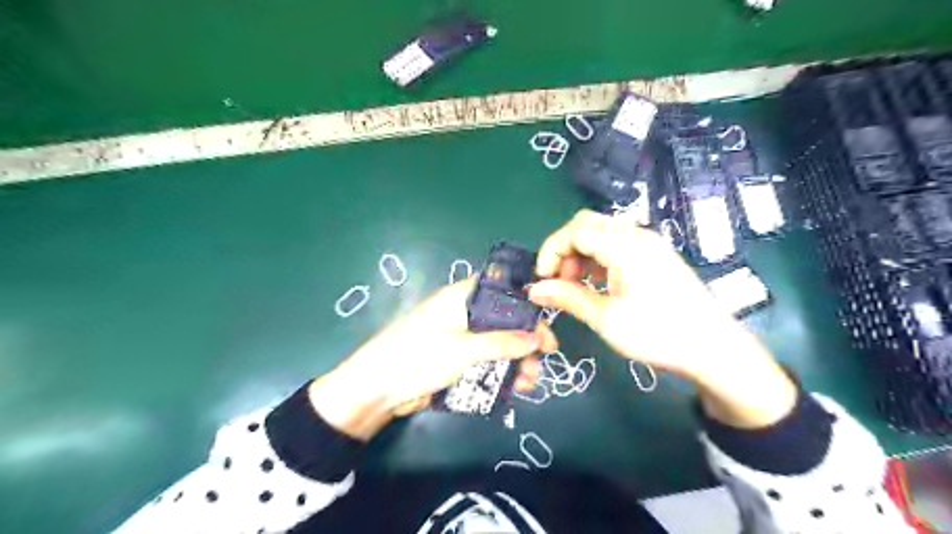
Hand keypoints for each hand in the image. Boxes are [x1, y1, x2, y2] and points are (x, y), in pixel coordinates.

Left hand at [304, 280, 559, 437]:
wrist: (376, 390)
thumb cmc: (418, 356)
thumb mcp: (462, 348)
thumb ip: (502, 343)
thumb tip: (538, 338)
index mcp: (460, 297)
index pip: (500, 291)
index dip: (525, 304)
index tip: (545, 324)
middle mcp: (462, 313)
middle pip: (503, 320)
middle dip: (525, 338)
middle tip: (547, 355)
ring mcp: (459, 338)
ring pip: (497, 343)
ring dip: (516, 359)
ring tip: (532, 381)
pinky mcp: (456, 360)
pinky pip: (486, 361)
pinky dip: (501, 371)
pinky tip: (517, 387)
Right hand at [528, 208, 797, 429]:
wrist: (712, 347)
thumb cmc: (657, 332)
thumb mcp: (605, 318)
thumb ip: (567, 298)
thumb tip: (534, 290)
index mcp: (624, 245)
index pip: (574, 230)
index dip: (551, 251)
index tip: (543, 279)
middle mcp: (636, 235)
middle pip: (586, 224)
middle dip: (565, 249)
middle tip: (559, 281)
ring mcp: (648, 244)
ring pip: (601, 233)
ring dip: (580, 254)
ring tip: (575, 286)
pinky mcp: (654, 256)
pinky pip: (616, 245)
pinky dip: (597, 259)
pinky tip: (596, 284)